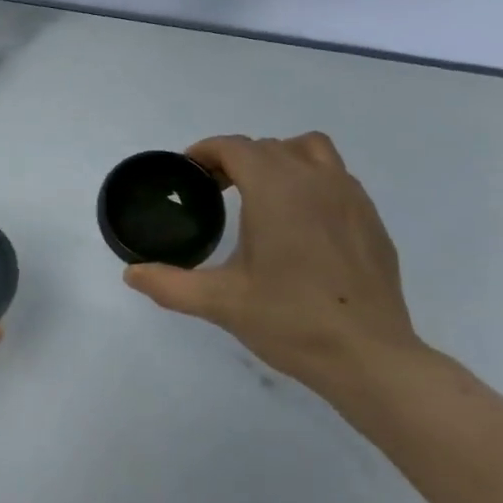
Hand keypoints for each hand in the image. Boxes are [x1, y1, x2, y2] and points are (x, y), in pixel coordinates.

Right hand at [122, 133, 424, 391]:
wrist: (369, 357)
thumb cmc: (290, 321)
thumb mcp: (220, 302)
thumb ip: (169, 284)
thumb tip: (131, 274)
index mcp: (275, 188)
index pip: (234, 147)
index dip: (205, 152)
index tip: (188, 173)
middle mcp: (314, 179)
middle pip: (267, 146)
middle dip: (236, 159)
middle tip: (214, 190)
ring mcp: (350, 195)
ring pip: (309, 150)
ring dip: (280, 158)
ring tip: (262, 193)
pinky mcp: (371, 218)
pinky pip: (335, 177)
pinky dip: (311, 181)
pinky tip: (301, 222)